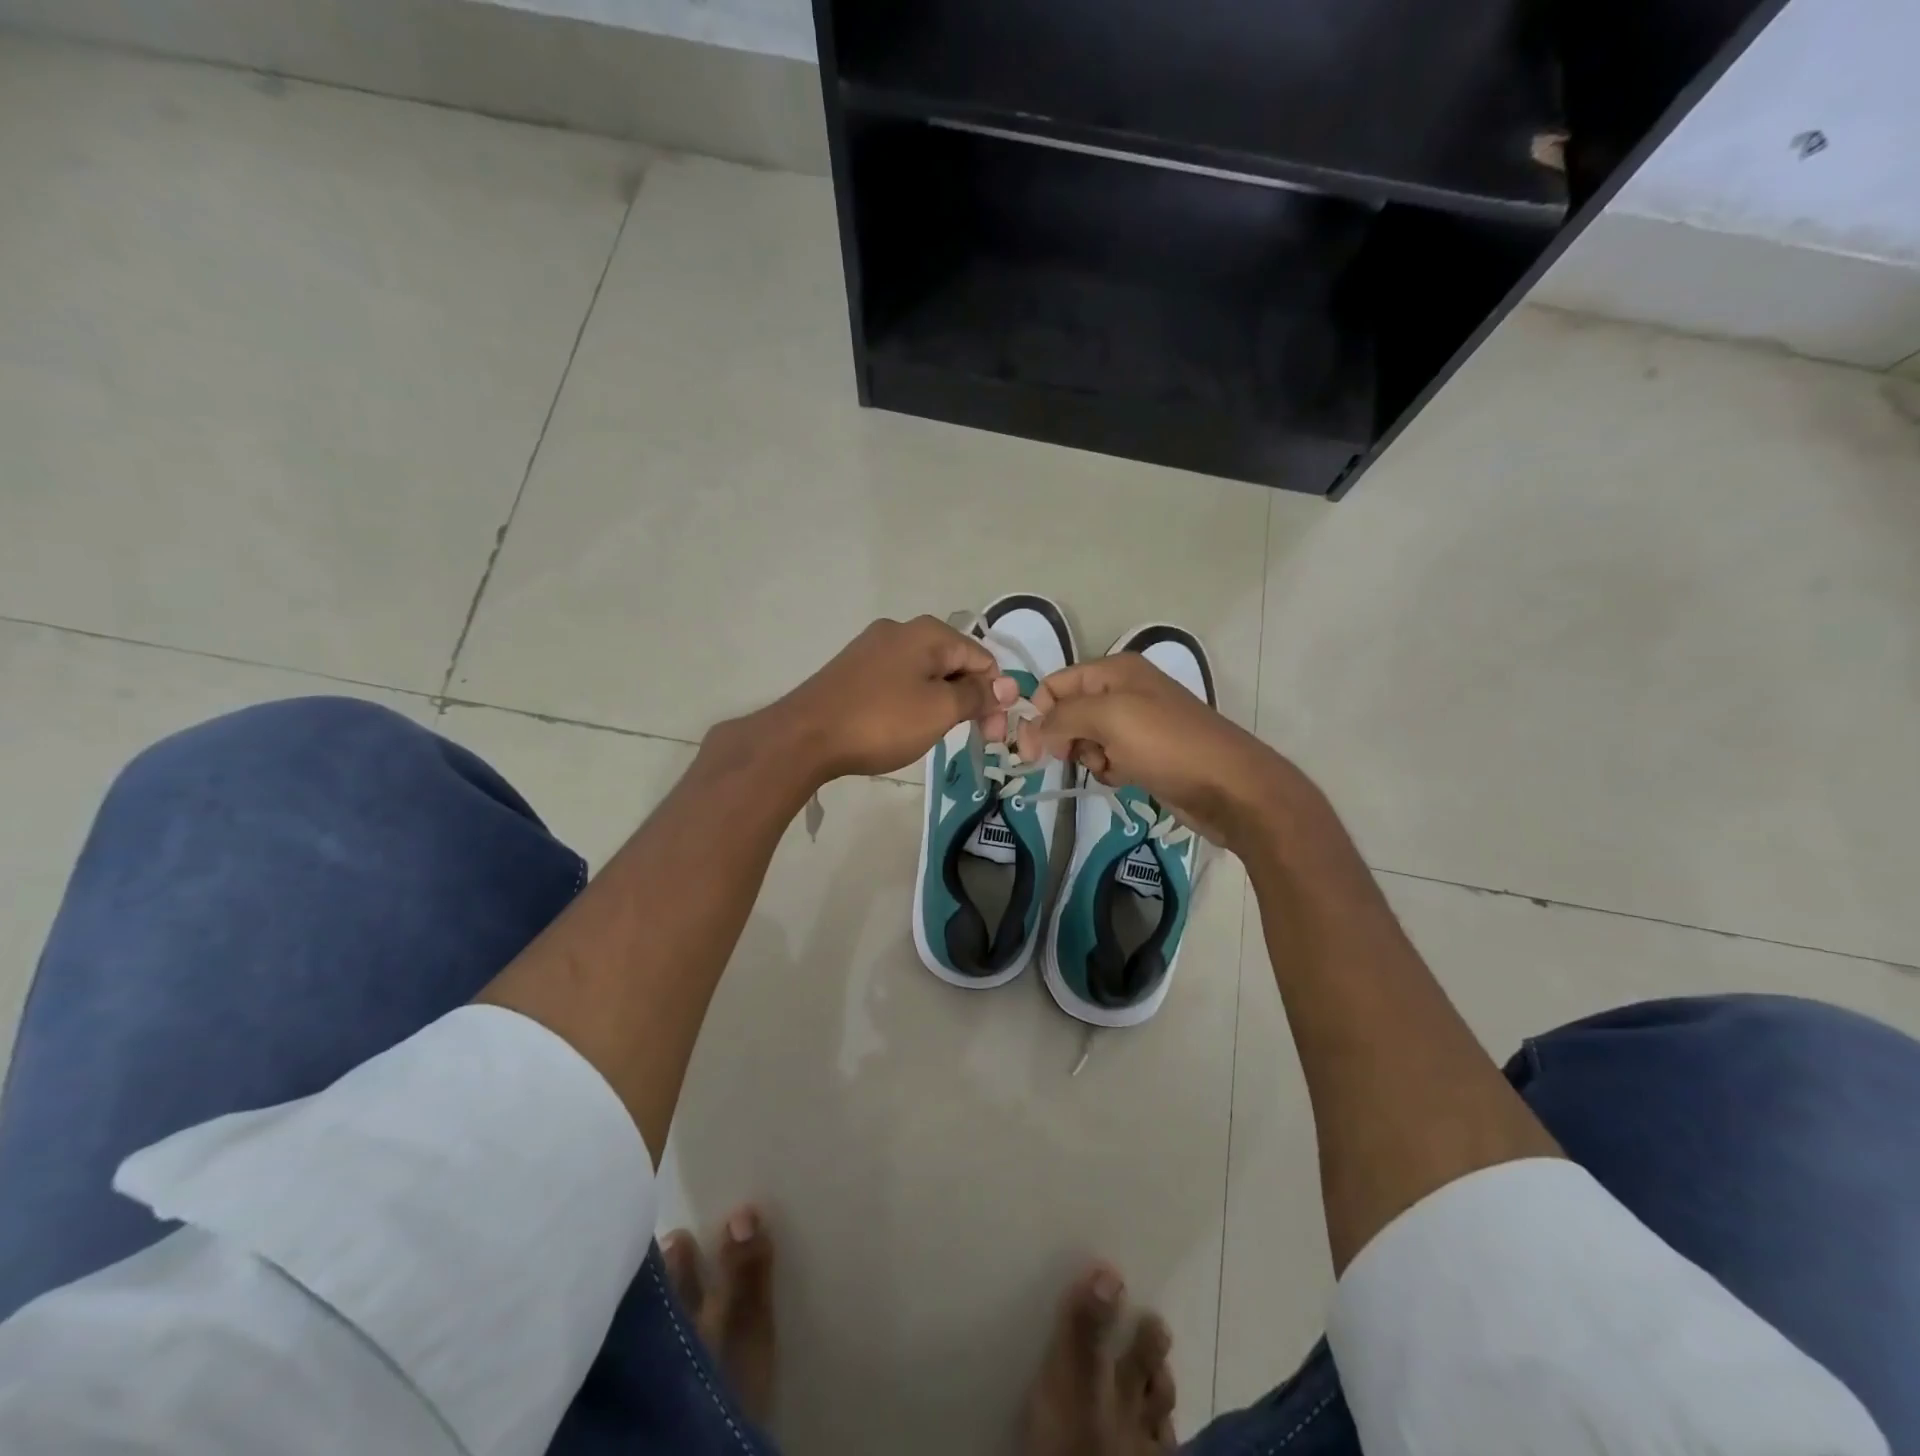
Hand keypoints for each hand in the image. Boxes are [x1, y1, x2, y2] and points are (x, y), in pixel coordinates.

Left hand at [762, 616, 1014, 784]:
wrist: (805, 736)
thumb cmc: (882, 721)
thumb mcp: (939, 710)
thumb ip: (976, 695)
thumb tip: (1005, 685)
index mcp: (928, 632)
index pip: (982, 658)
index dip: (995, 695)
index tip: (994, 734)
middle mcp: (901, 630)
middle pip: (954, 663)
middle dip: (970, 699)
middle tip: (976, 739)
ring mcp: (872, 647)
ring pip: (926, 673)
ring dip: (942, 702)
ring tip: (937, 734)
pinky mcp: (853, 669)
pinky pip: (899, 680)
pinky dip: (913, 701)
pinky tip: (906, 725)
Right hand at [1016, 654, 1293, 849]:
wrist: (1229, 787)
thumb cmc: (1167, 744)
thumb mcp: (1109, 718)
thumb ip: (1062, 717)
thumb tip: (1031, 730)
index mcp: (1115, 670)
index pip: (1055, 684)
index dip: (1037, 714)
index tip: (1028, 752)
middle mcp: (1124, 690)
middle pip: (1068, 711)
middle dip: (1064, 736)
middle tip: (1072, 759)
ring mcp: (1137, 723)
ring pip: (1086, 738)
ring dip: (1087, 756)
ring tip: (1109, 766)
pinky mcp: (1147, 753)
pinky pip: (1108, 757)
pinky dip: (1108, 769)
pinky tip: (1124, 777)